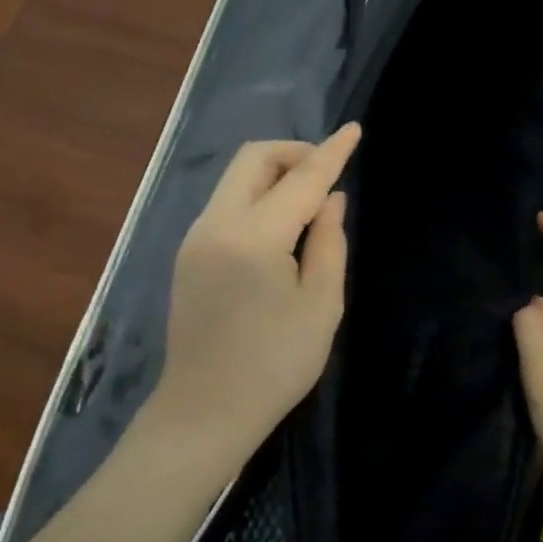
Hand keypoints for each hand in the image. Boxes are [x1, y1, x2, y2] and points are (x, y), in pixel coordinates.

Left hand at [151, 125, 360, 462]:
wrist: (205, 411)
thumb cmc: (275, 365)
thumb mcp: (321, 305)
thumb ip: (328, 242)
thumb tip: (330, 199)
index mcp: (254, 238)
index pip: (300, 179)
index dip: (331, 153)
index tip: (354, 130)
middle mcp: (216, 225)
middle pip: (253, 159)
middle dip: (294, 153)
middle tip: (328, 173)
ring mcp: (195, 237)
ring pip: (235, 179)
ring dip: (274, 174)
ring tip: (309, 200)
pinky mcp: (188, 254)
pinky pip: (226, 203)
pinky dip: (257, 197)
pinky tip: (280, 226)